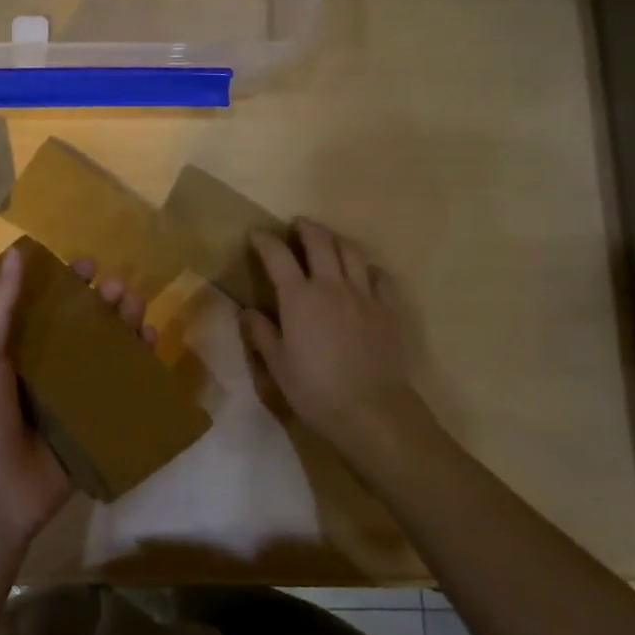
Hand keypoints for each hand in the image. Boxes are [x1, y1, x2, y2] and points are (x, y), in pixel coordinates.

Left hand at [0, 246, 155, 545]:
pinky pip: (121, 391)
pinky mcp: (95, 425)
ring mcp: (73, 399)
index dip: (66, 284)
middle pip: (82, 328)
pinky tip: (151, 345)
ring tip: (137, 306)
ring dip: (124, 327)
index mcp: (15, 352)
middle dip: (102, 303)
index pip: (46, 308)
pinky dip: (139, 366)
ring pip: (106, 354)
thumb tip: (16, 252)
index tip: (87, 264)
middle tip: (118, 286)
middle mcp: (46, 370)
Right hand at [243, 219, 420, 453]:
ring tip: (328, 240)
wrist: (371, 410)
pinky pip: (379, 276)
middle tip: (297, 225)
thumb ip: (262, 333)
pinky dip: (367, 268)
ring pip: (351, 252)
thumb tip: (247, 311)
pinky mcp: (388, 308)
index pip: (278, 256)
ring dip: (336, 239)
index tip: (256, 235)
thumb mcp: (278, 366)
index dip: (265, 241)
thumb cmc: (315, 390)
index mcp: (299, 298)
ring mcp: (364, 294)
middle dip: (305, 228)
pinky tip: (363, 274)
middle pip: (319, 241)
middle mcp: (331, 285)